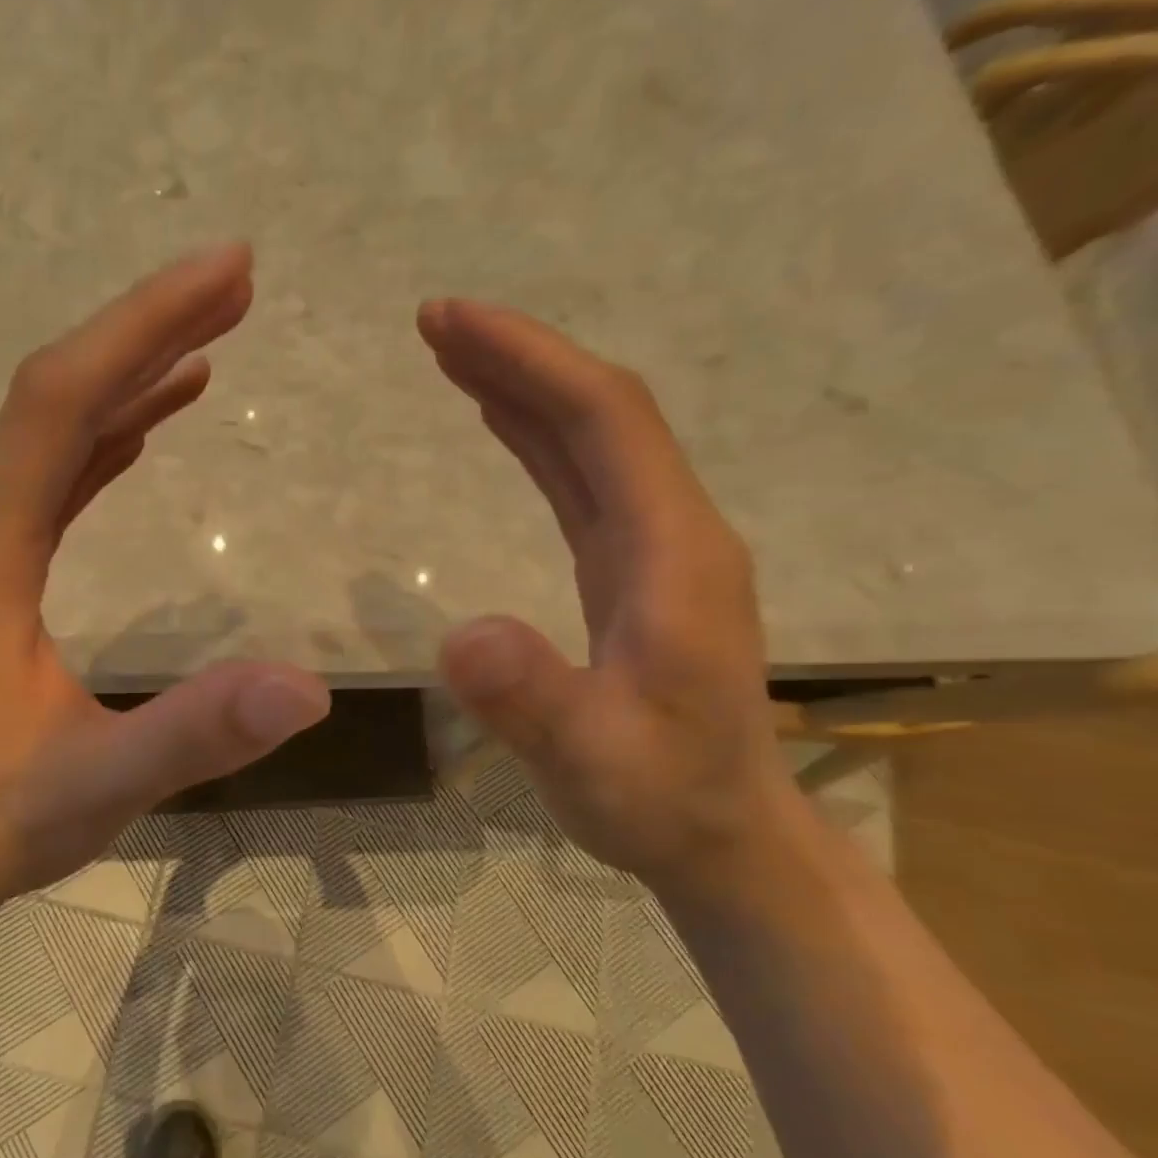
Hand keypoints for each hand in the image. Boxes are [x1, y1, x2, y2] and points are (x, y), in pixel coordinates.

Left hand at [0, 245, 329, 920]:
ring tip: (207, 339)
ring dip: (128, 379)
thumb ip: (198, 733)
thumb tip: (310, 688)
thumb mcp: (103, 781)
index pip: (61, 405)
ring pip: (53, 436)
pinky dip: (105, 440)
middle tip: (236, 281)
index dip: (142, 329)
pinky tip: (146, 428)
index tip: (226, 273)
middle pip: (55, 397)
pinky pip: (52, 484)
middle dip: (145, 331)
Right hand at [418, 299, 798, 891]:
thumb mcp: (589, 761)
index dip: (530, 361)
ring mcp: (656, 552)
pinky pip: (584, 483)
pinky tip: (503, 424)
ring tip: (455, 357)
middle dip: (520, 357)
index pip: (605, 421)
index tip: (452, 322)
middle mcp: (673, 533)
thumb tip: (461, 635)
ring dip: (526, 389)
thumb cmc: (660, 800)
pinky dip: (538, 439)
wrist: (722, 836)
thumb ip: (533, 699)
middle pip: (600, 414)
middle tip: (435, 321)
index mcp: (674, 554)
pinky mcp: (632, 574)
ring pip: (592, 442)